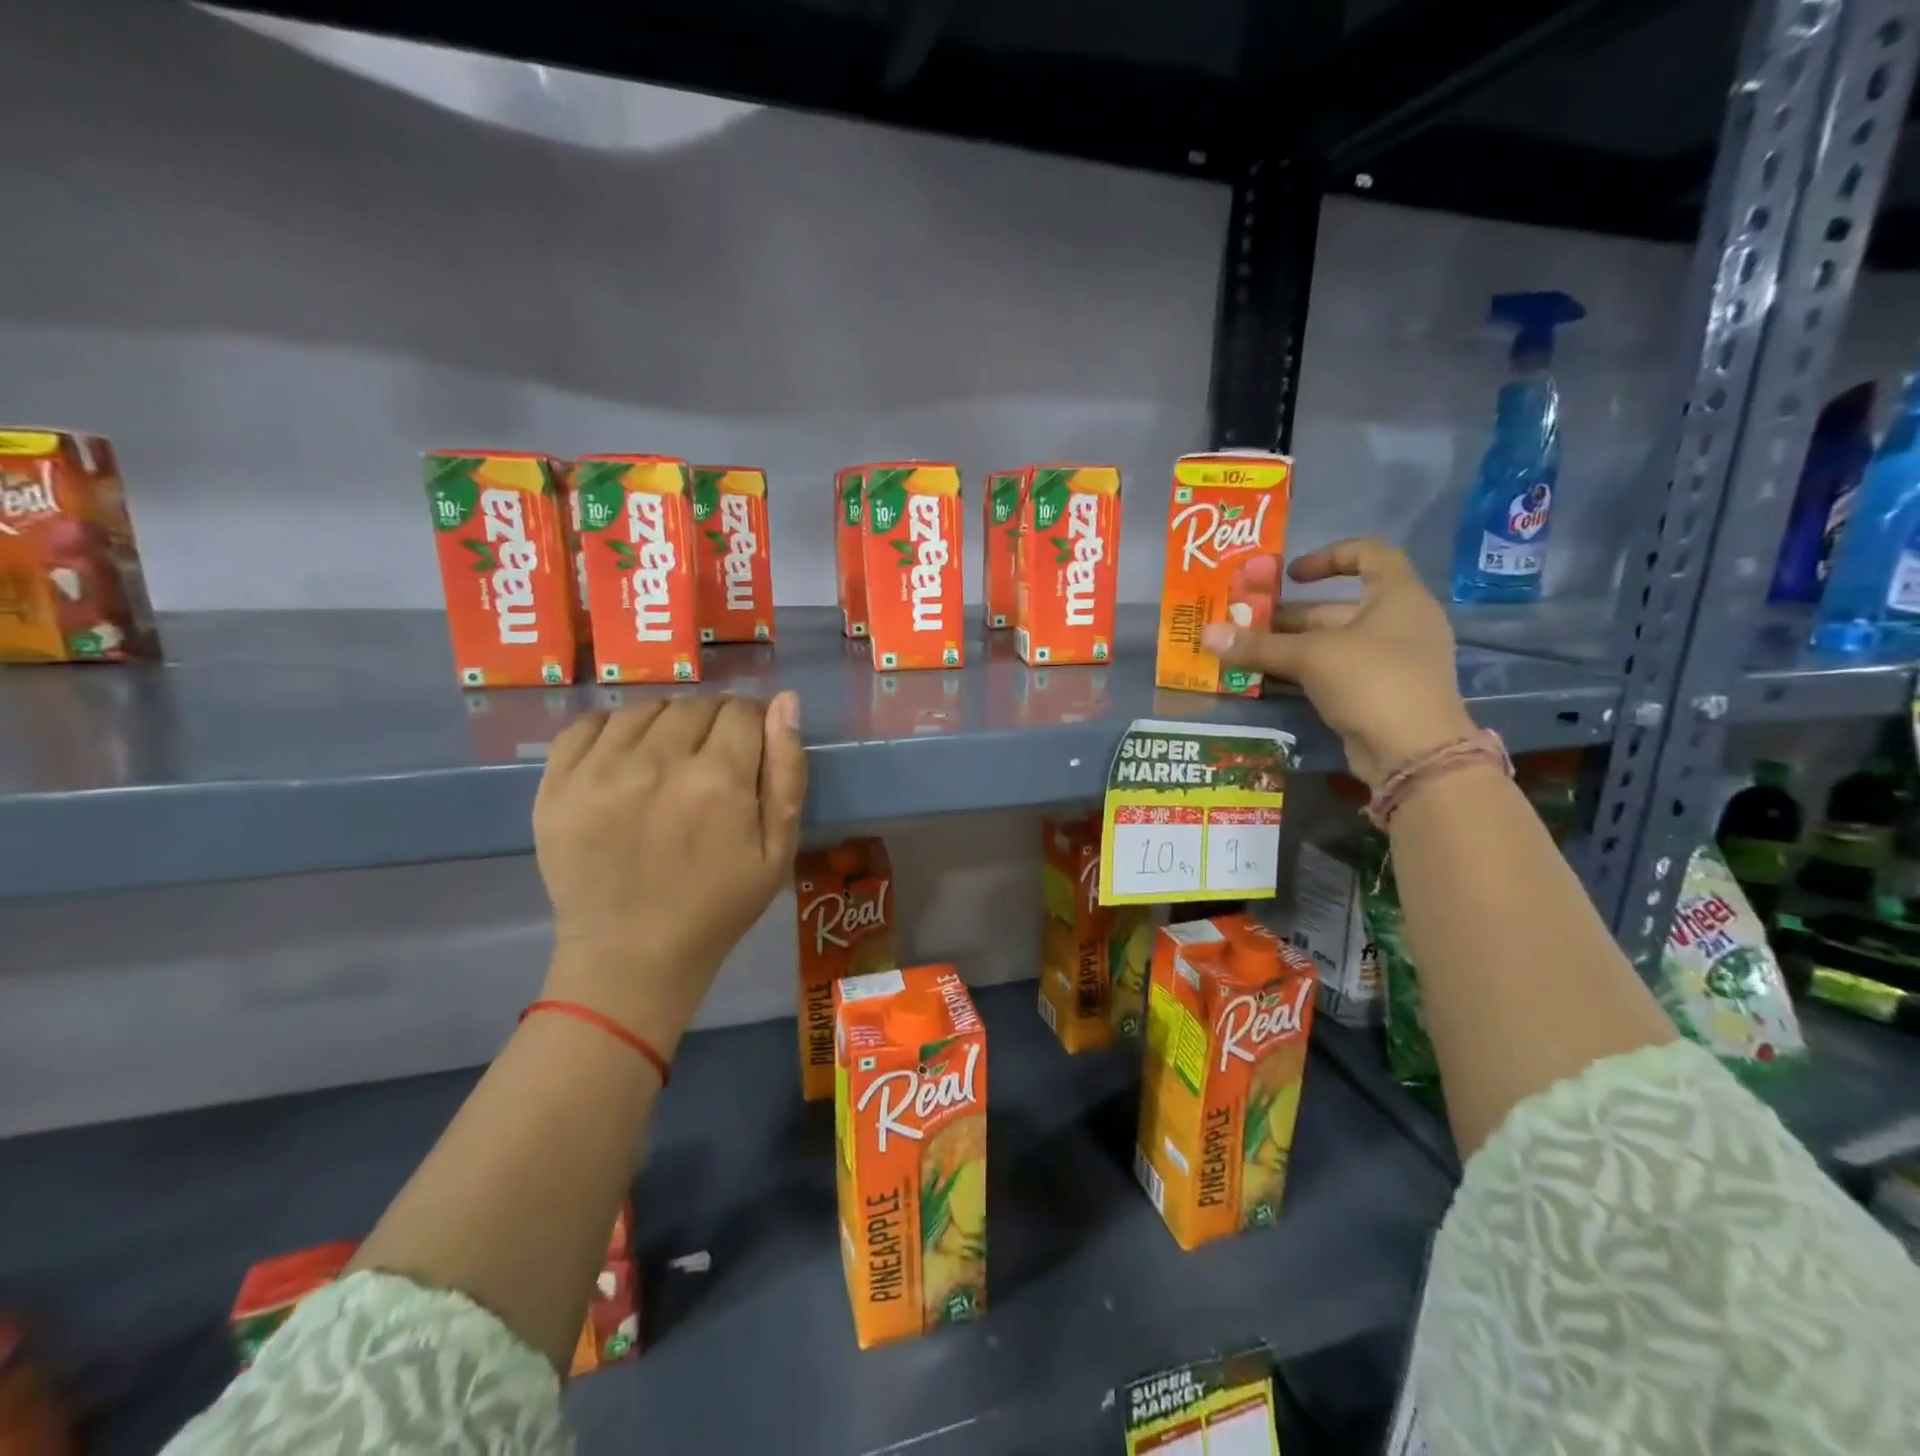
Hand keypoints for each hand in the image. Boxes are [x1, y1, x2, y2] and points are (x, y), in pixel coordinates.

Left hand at [532, 692, 805, 1058]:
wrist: (631, 957)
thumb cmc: (718, 906)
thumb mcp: (777, 849)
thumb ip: (787, 771)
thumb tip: (786, 701)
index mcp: (718, 780)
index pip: (742, 711)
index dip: (753, 725)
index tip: (749, 751)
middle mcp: (658, 762)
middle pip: (696, 706)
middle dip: (713, 725)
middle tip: (711, 765)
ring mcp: (599, 771)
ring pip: (645, 709)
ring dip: (666, 725)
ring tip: (668, 763)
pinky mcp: (557, 784)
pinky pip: (589, 724)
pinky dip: (614, 730)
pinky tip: (625, 759)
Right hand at [1201, 540, 1475, 789]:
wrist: (1414, 753)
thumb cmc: (1372, 681)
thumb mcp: (1310, 656)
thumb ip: (1257, 645)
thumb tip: (1205, 634)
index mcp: (1397, 596)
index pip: (1368, 554)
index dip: (1328, 556)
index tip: (1289, 575)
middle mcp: (1399, 623)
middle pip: (1338, 607)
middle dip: (1290, 616)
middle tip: (1246, 624)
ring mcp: (1391, 661)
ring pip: (1333, 643)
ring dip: (1290, 646)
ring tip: (1247, 652)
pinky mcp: (1378, 693)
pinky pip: (1336, 671)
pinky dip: (1304, 672)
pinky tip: (1268, 680)